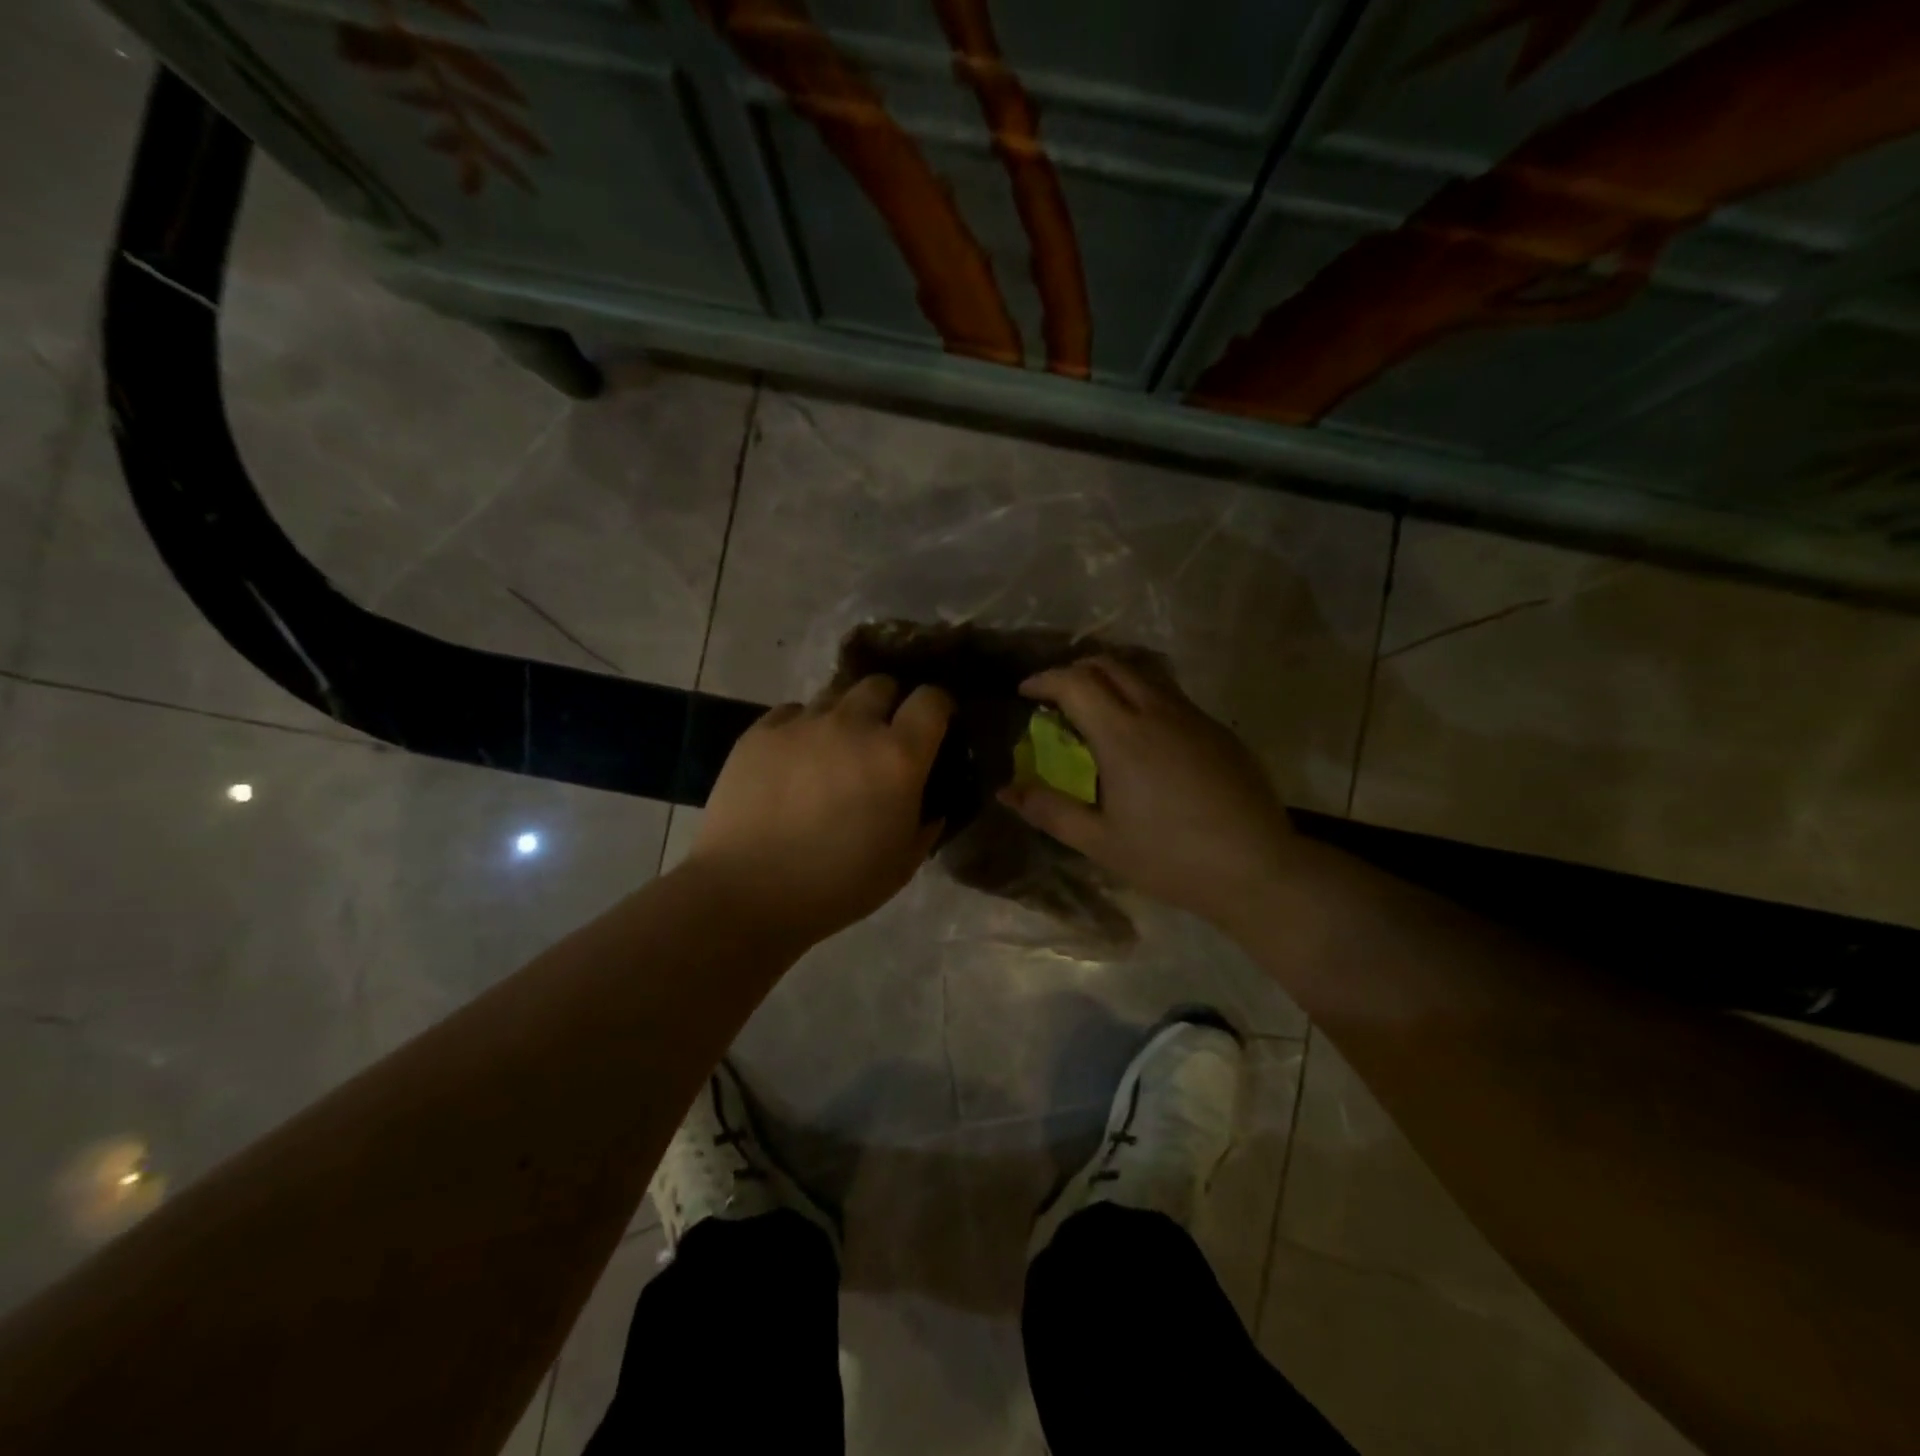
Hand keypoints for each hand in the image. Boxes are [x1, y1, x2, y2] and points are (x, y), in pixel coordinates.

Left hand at [686, 675, 954, 944]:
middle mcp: (853, 725)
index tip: (934, 725)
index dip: (937, 707)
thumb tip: (931, 806)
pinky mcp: (760, 731)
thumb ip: (925, 825)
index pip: (932, 700)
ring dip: (845, 715)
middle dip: (889, 704)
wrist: (746, 892)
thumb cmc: (836, 886)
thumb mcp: (901, 865)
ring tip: (834, 748)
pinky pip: (792, 712)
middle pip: (881, 684)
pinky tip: (794, 758)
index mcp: (898, 757)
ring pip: (835, 695)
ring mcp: (803, 724)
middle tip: (881, 737)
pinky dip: (802, 727)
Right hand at [999, 657, 1297, 928]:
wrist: (1257, 869)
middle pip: (1110, 664)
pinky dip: (1142, 696)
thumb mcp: (1100, 842)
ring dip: (1111, 678)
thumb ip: (1049, 810)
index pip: (1075, 681)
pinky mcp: (1218, 730)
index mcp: (1123, 735)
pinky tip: (1142, 735)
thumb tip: (1005, 790)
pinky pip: (1171, 695)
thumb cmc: (1170, 858)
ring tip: (1096, 708)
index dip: (1044, 679)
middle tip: (1057, 697)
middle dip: (1076, 670)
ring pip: (1144, 674)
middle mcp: (1158, 711)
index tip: (1026, 692)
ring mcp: (1193, 717)